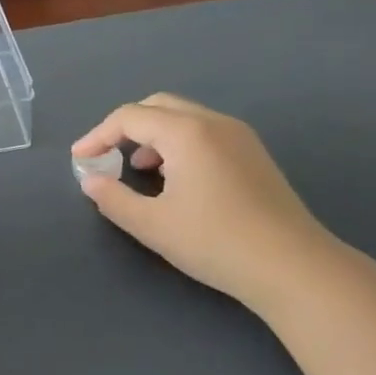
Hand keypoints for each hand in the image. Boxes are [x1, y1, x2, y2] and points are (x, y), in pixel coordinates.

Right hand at [72, 93, 338, 306]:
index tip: (80, 159)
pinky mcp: (254, 154)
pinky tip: (176, 179)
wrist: (295, 268)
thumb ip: (113, 199)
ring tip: (139, 170)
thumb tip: (90, 181)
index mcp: (186, 131)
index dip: (98, 135)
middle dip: (125, 127)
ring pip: (183, 117)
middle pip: (157, 106)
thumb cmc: (216, 242)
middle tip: (107, 155)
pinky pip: (204, 132)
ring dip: (153, 135)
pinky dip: (178, 143)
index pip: (129, 117)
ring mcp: (239, 136)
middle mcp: (213, 122)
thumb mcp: (152, 225)